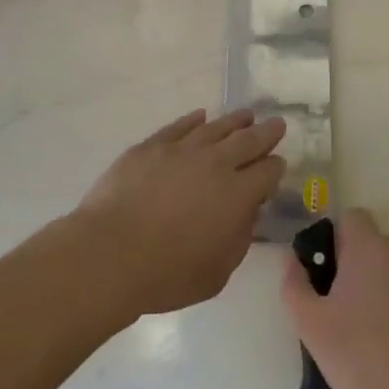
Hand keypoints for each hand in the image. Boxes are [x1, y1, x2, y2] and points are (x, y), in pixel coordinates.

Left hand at [73, 108, 285, 317]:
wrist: (111, 253)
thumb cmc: (167, 273)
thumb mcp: (218, 272)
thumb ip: (239, 238)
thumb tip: (246, 213)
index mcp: (238, 195)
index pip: (267, 172)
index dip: (275, 168)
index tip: (277, 165)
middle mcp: (216, 164)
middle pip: (248, 140)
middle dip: (266, 132)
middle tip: (277, 124)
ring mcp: (182, 150)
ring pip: (216, 127)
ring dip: (235, 121)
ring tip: (246, 115)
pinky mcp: (152, 146)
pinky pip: (179, 126)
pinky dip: (194, 120)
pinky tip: (200, 116)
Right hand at [281, 209, 388, 388]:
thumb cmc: (354, 360)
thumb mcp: (308, 324)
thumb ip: (294, 282)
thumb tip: (293, 259)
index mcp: (369, 249)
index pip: (354, 218)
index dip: (341, 239)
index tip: (333, 271)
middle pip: (382, 246)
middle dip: (368, 267)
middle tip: (354, 308)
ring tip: (385, 333)